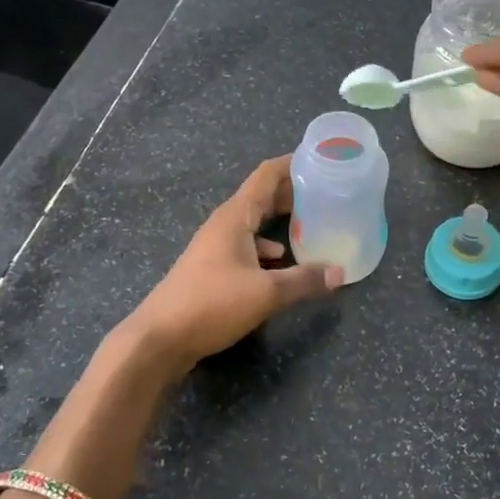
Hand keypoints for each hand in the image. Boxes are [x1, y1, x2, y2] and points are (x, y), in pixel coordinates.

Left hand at [123, 156, 342, 372]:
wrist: (159, 338)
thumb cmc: (212, 304)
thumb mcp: (266, 293)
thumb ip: (305, 280)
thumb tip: (339, 273)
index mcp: (235, 217)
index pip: (266, 175)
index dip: (292, 164)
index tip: (320, 159)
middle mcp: (224, 224)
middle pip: (261, 197)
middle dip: (292, 192)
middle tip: (326, 192)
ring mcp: (215, 246)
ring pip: (254, 223)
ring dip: (280, 220)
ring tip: (311, 224)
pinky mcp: (212, 269)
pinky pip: (246, 246)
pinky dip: (266, 248)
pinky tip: (281, 262)